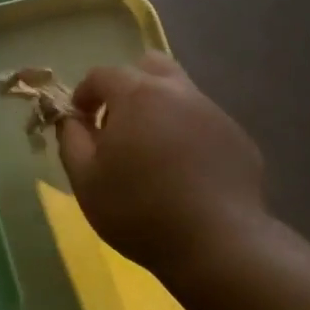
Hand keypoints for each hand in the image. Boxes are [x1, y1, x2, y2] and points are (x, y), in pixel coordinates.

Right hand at [58, 52, 271, 279]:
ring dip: (159, 110)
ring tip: (150, 153)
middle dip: (128, 86)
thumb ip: (71, 139)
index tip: (79, 121)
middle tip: (117, 123)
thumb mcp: (84, 179)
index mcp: (138, 95)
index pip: (102, 74)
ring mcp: (214, 114)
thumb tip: (71, 119)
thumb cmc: (138, 209)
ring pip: (180, 94)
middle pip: (150, 66)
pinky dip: (186, 135)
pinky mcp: (238, 139)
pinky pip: (204, 123)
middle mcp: (179, 93)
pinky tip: (183, 174)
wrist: (217, 244)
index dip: (84, 93)